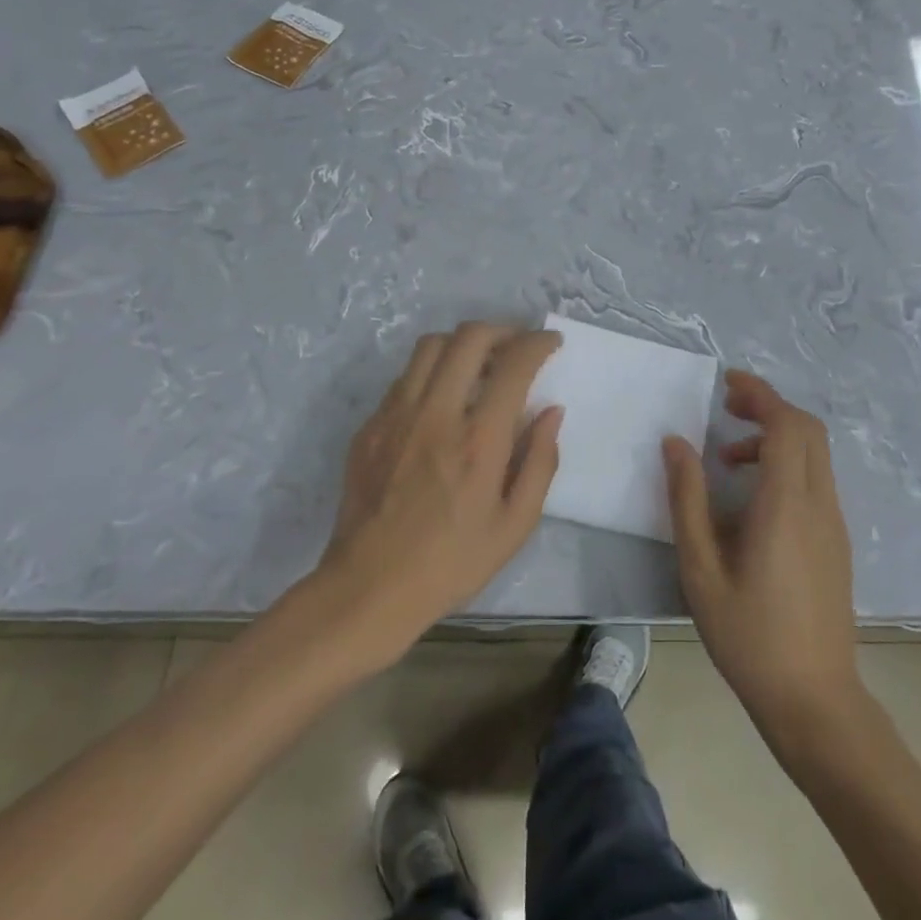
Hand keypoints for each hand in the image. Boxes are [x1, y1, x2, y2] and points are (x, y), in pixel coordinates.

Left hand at [318, 322, 562, 657]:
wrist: (369, 589)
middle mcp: (436, 413)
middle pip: (469, 337)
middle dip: (502, 330)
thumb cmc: (452, 563)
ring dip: (463, 343)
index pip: (514, 364)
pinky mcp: (370, 426)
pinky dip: (432, 372)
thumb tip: (551, 411)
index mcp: (478, 440)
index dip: (538, 343)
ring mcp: (396, 415)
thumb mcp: (515, 525)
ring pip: (430, 346)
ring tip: (479, 364)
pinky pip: (404, 377)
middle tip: (517, 345)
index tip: (550, 343)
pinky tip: (442, 399)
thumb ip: (540, 461)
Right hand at [665, 371, 861, 748]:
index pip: (785, 424)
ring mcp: (834, 522)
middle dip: (769, 406)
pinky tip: (753, 496)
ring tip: (729, 459)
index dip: (759, 393)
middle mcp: (819, 503)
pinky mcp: (837, 541)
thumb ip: (687, 499)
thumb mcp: (701, 568)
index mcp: (786, 504)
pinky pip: (817, 479)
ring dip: (777, 436)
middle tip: (727, 410)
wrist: (814, 700)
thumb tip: (675, 442)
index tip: (727, 383)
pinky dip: (788, 462)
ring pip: (815, 453)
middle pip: (808, 429)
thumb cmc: (749, 635)